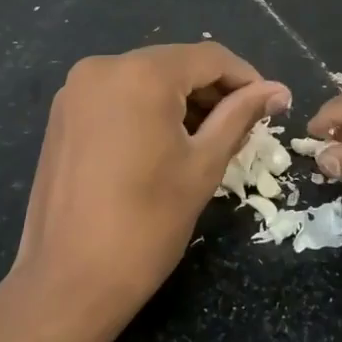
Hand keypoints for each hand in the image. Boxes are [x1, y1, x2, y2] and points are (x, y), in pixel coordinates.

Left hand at [11, 43, 289, 323]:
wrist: (67, 284)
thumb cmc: (147, 224)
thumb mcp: (204, 165)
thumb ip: (241, 116)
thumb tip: (279, 90)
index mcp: (141, 74)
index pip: (209, 57)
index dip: (246, 78)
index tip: (270, 105)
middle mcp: (104, 67)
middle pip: (176, 64)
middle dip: (214, 91)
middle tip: (243, 128)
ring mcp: (76, 90)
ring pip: (147, 78)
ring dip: (182, 100)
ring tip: (209, 139)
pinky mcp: (63, 114)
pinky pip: (119, 95)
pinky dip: (149, 109)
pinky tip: (166, 143)